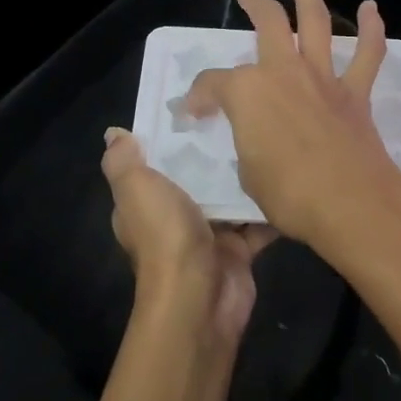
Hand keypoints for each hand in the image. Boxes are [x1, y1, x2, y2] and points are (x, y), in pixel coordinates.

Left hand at [101, 127, 274, 342]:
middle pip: (197, 176)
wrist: (199, 297)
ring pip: (230, 195)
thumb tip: (114, 133)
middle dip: (215, 150)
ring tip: (269, 134)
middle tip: (242, 112)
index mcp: (145, 203)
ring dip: (245, 174)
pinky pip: (257, 220)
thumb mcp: (135, 189)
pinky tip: (287, 172)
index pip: (155, 162)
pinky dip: (270, 204)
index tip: (196, 102)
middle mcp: (174, 217)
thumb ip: (123, 160)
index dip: (170, 136)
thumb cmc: (164, 235)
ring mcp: (209, 234)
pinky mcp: (239, 249)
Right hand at [183, 0, 400, 263]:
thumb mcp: (248, 173)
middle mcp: (284, 72)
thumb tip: (256, 139)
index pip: (213, 84)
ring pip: (316, 23)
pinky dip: (372, 29)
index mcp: (248, 92)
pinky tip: (371, 9)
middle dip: (255, 5)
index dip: (198, 96)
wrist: (350, 203)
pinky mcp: (355, 92)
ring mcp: (322, 78)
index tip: (193, 110)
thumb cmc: (289, 193)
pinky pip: (367, 54)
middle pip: (268, 23)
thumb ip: (249, 144)